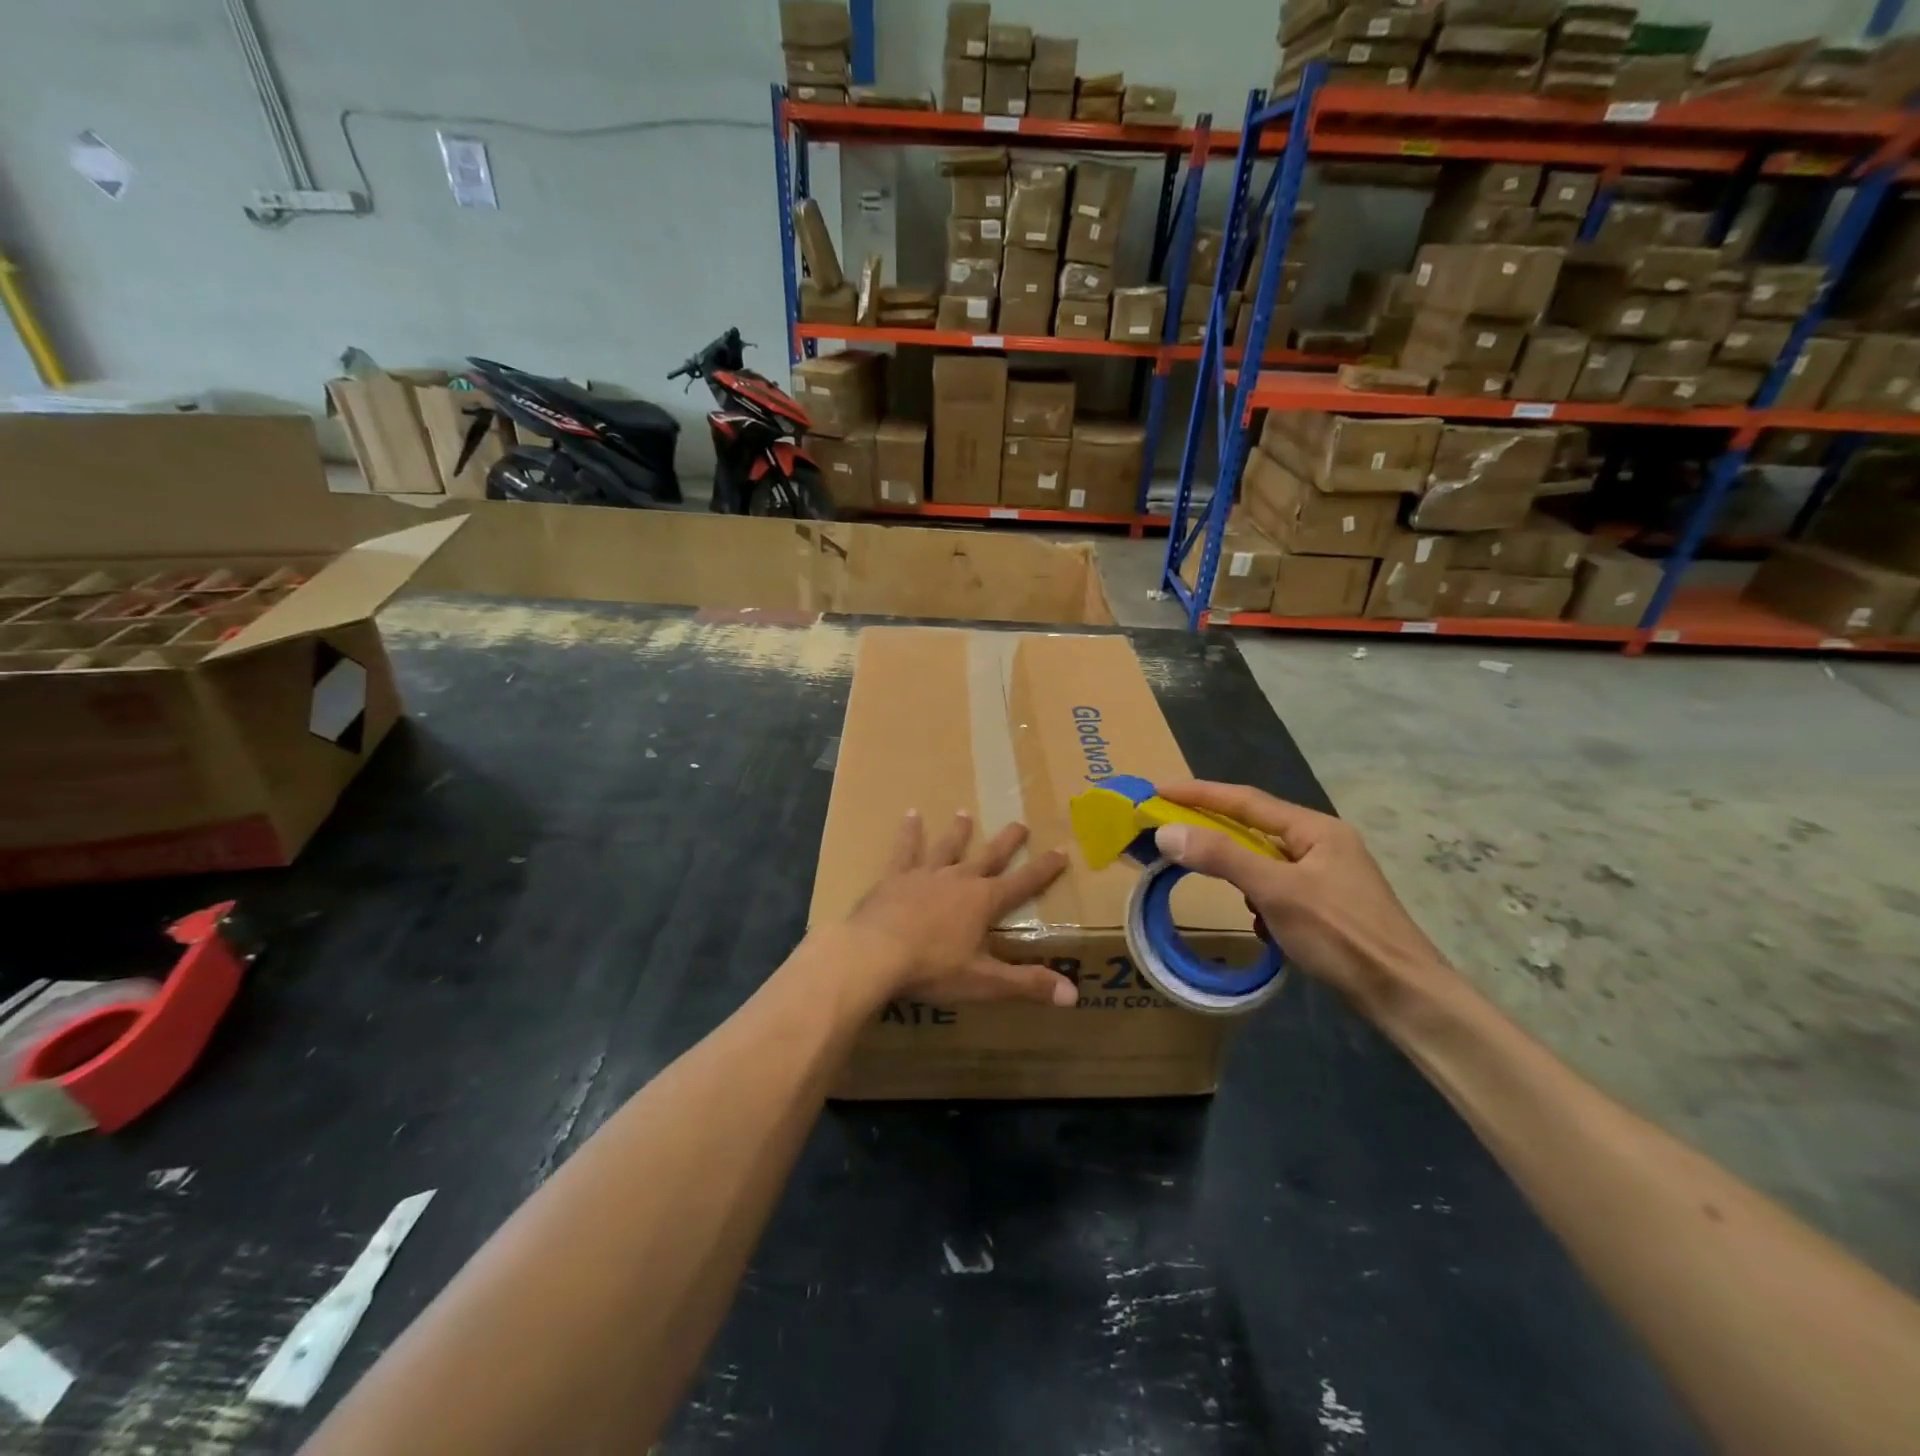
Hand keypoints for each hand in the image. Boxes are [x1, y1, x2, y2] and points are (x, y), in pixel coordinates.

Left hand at [834, 810, 1074, 1008]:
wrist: (874, 953)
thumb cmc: (932, 968)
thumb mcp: (984, 981)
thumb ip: (1027, 984)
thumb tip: (1074, 995)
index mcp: (983, 901)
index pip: (1022, 883)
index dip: (1044, 869)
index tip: (1061, 851)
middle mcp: (958, 879)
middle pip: (988, 856)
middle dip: (1007, 842)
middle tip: (1021, 823)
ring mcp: (925, 875)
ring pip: (947, 847)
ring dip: (958, 832)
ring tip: (965, 813)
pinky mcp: (894, 878)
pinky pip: (905, 850)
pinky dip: (909, 833)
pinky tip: (911, 814)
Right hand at [1151, 780, 1448, 1016]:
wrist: (1404, 995)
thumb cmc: (1342, 935)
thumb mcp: (1276, 891)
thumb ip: (1222, 857)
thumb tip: (1166, 831)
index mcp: (1314, 829)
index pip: (1245, 800)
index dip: (1198, 793)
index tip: (1157, 789)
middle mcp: (1320, 843)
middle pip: (1253, 827)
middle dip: (1211, 829)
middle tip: (1167, 827)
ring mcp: (1324, 876)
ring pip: (1263, 860)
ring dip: (1235, 868)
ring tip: (1207, 877)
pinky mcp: (1325, 906)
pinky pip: (1275, 889)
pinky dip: (1256, 899)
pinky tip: (1256, 923)